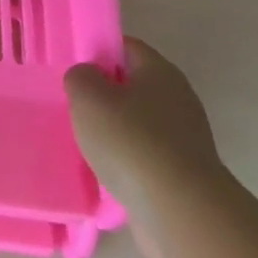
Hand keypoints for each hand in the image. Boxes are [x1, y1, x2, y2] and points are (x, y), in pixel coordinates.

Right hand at [66, 39, 233, 257]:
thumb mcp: (87, 96)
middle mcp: (178, 99)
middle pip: (133, 85)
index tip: (73, 69)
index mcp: (160, 72)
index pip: (126, 46)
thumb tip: (88, 78)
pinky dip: (125, 160)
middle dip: (103, 94)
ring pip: (138, 123)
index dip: (98, 51)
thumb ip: (80, 76)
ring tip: (83, 141)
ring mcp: (184, 139)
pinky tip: (104, 171)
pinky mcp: (182, 173)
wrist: (179, 210)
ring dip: (113, 130)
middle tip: (73, 106)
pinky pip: (145, 155)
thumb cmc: (130, 140)